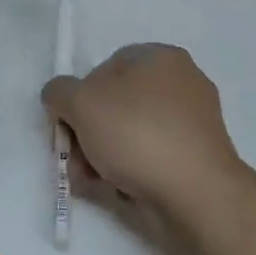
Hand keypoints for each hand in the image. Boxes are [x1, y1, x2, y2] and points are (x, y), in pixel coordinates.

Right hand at [41, 44, 246, 222]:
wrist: (196, 195)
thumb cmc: (137, 134)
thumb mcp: (80, 102)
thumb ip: (59, 92)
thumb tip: (60, 98)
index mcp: (161, 58)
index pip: (106, 66)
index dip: (80, 93)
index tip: (68, 122)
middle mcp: (182, 84)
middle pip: (116, 104)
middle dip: (88, 132)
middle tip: (74, 156)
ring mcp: (193, 124)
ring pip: (130, 134)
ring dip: (102, 156)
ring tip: (89, 179)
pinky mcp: (197, 160)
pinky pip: (151, 158)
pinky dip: (129, 172)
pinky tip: (113, 190)